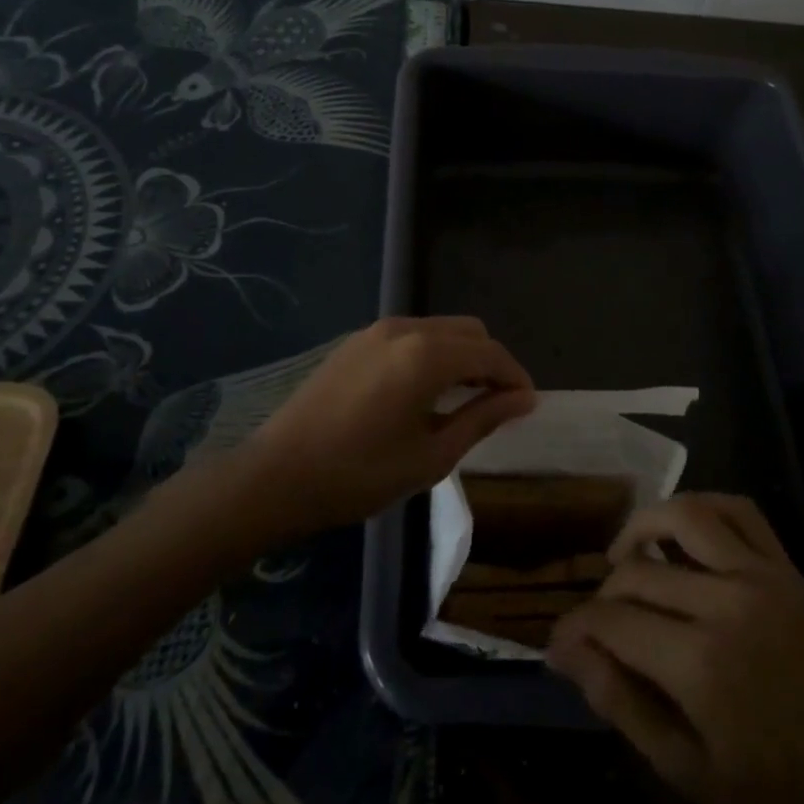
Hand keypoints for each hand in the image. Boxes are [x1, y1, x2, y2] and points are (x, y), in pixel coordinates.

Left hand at [238, 316, 536, 530]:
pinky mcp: (356, 341)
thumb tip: (524, 399)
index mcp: (427, 355)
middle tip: (498, 404)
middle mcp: (406, 328)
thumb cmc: (359, 474)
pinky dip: (433, 353)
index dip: (515, 377)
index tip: (527, 405)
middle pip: (469, 331)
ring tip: (465, 399)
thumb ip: (482, 418)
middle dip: (491, 362)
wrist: (276, 475)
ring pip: (440, 329)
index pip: (490, 354)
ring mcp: (377, 331)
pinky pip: (412, 335)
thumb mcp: (431, 456)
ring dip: (463, 356)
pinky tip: (425, 390)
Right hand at [546, 494, 803, 803]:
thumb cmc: (779, 790)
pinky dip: (702, 506)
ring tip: (624, 553)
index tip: (560, 642)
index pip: (612, 621)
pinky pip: (739, 510)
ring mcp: (761, 575)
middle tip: (597, 623)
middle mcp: (726, 604)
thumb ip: (622, 705)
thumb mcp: (689, 771)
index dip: (576, 628)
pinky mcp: (786, 565)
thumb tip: (566, 651)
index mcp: (700, 666)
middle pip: (638, 571)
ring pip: (685, 516)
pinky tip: (682, 530)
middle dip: (603, 594)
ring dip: (643, 526)